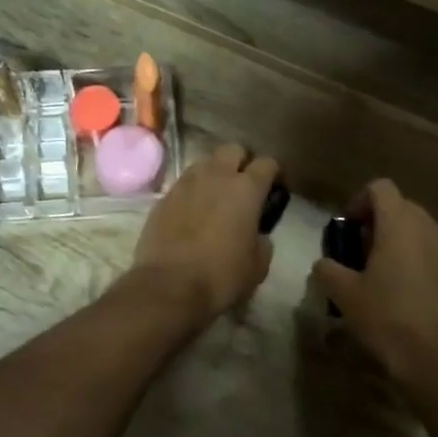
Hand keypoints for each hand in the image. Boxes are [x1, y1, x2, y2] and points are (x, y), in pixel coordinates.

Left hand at [131, 143, 278, 322]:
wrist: (168, 286)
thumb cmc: (221, 276)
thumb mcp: (258, 265)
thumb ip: (262, 241)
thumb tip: (257, 234)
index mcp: (246, 189)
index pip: (267, 163)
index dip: (274, 174)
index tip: (274, 189)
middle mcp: (216, 176)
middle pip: (233, 150)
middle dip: (241, 162)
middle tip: (243, 187)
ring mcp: (185, 183)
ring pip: (204, 163)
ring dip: (214, 174)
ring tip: (215, 197)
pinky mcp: (163, 197)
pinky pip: (183, 184)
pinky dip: (192, 193)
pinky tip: (192, 214)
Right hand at [312, 179, 437, 386]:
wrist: (436, 360)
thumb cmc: (386, 319)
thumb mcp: (344, 295)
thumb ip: (327, 269)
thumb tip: (324, 263)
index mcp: (399, 225)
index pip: (380, 188)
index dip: (360, 201)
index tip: (348, 227)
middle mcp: (429, 229)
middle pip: (402, 207)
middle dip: (379, 221)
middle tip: (361, 251)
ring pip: (422, 230)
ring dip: (401, 240)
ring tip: (385, 272)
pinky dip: (421, 260)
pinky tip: (411, 291)